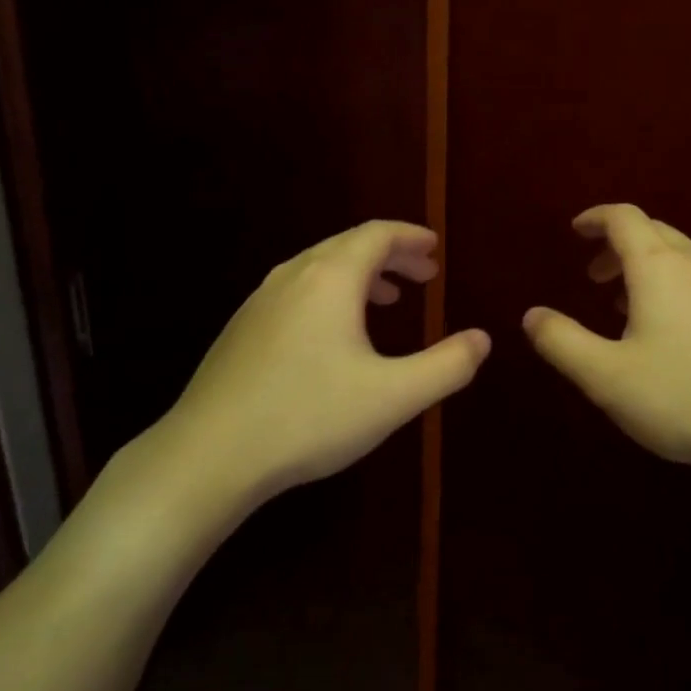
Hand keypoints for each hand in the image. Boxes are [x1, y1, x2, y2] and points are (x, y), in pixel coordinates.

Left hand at [121, 221, 489, 513]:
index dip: (410, 237)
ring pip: (319, 269)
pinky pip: (297, 291)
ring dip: (360, 275)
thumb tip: (482, 339)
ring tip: (387, 299)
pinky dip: (330, 295)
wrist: (208, 456)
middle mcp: (293, 277)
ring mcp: (260, 302)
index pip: (377, 235)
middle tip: (423, 274)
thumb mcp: (394, 396)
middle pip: (348, 247)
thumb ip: (448, 366)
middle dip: (390, 256)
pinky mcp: (242, 330)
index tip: (434, 249)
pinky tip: (334, 334)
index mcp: (330, 279)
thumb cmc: (309, 416)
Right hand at [522, 204, 690, 476]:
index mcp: (660, 268)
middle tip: (594, 277)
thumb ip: (562, 342)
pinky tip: (675, 334)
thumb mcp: (606, 376)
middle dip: (618, 246)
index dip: (596, 218)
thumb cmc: (683, 397)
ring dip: (648, 270)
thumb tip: (532, 315)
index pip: (625, 218)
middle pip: (655, 233)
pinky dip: (677, 289)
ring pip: (683, 259)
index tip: (576, 231)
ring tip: (626, 306)